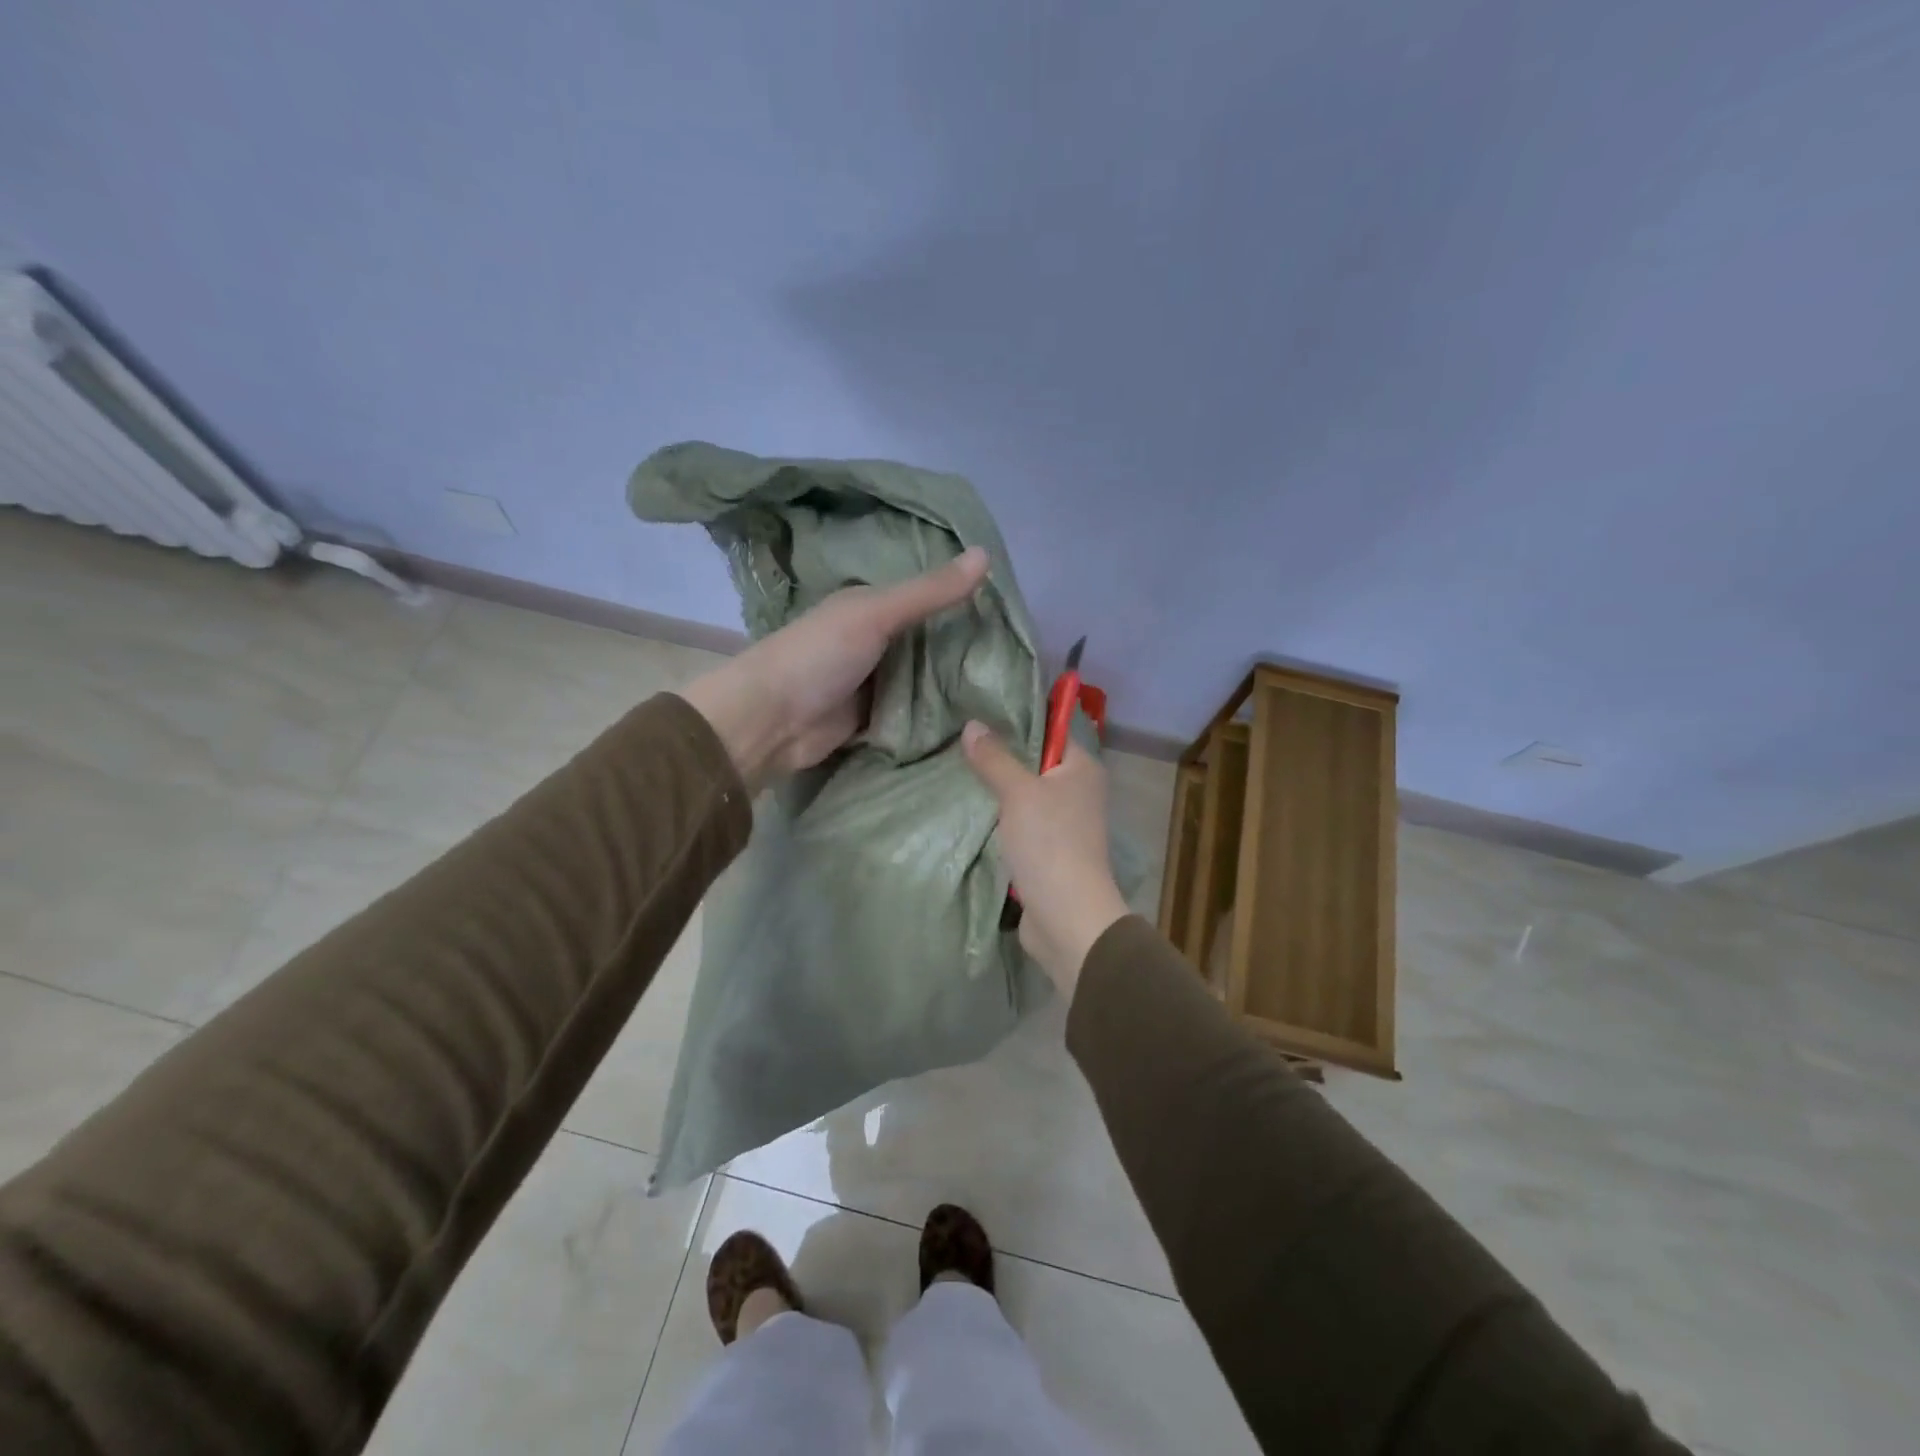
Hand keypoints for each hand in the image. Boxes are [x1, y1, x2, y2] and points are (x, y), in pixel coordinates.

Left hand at [681, 547, 990, 790]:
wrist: (770, 722)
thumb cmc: (819, 656)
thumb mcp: (876, 614)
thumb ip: (929, 592)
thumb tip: (985, 553)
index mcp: (870, 606)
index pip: (926, 596)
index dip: (961, 599)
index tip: (1008, 609)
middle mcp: (873, 640)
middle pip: (928, 640)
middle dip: (963, 646)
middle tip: (1017, 653)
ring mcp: (873, 681)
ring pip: (923, 678)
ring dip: (952, 683)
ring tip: (1006, 684)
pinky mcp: (873, 718)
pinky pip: (912, 712)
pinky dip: (935, 713)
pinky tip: (974, 714)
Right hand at [961, 722, 1130, 999]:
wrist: (1066, 917)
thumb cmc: (1049, 844)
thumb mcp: (1018, 793)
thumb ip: (994, 758)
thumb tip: (972, 725)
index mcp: (1082, 769)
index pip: (1051, 731)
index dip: (1018, 722)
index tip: (980, 716)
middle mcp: (1078, 792)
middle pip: (1034, 764)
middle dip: (1000, 758)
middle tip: (960, 746)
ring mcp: (1065, 824)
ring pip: (1024, 796)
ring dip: (997, 792)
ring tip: (958, 774)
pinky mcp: (1048, 851)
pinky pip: (1020, 824)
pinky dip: (999, 820)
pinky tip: (970, 811)